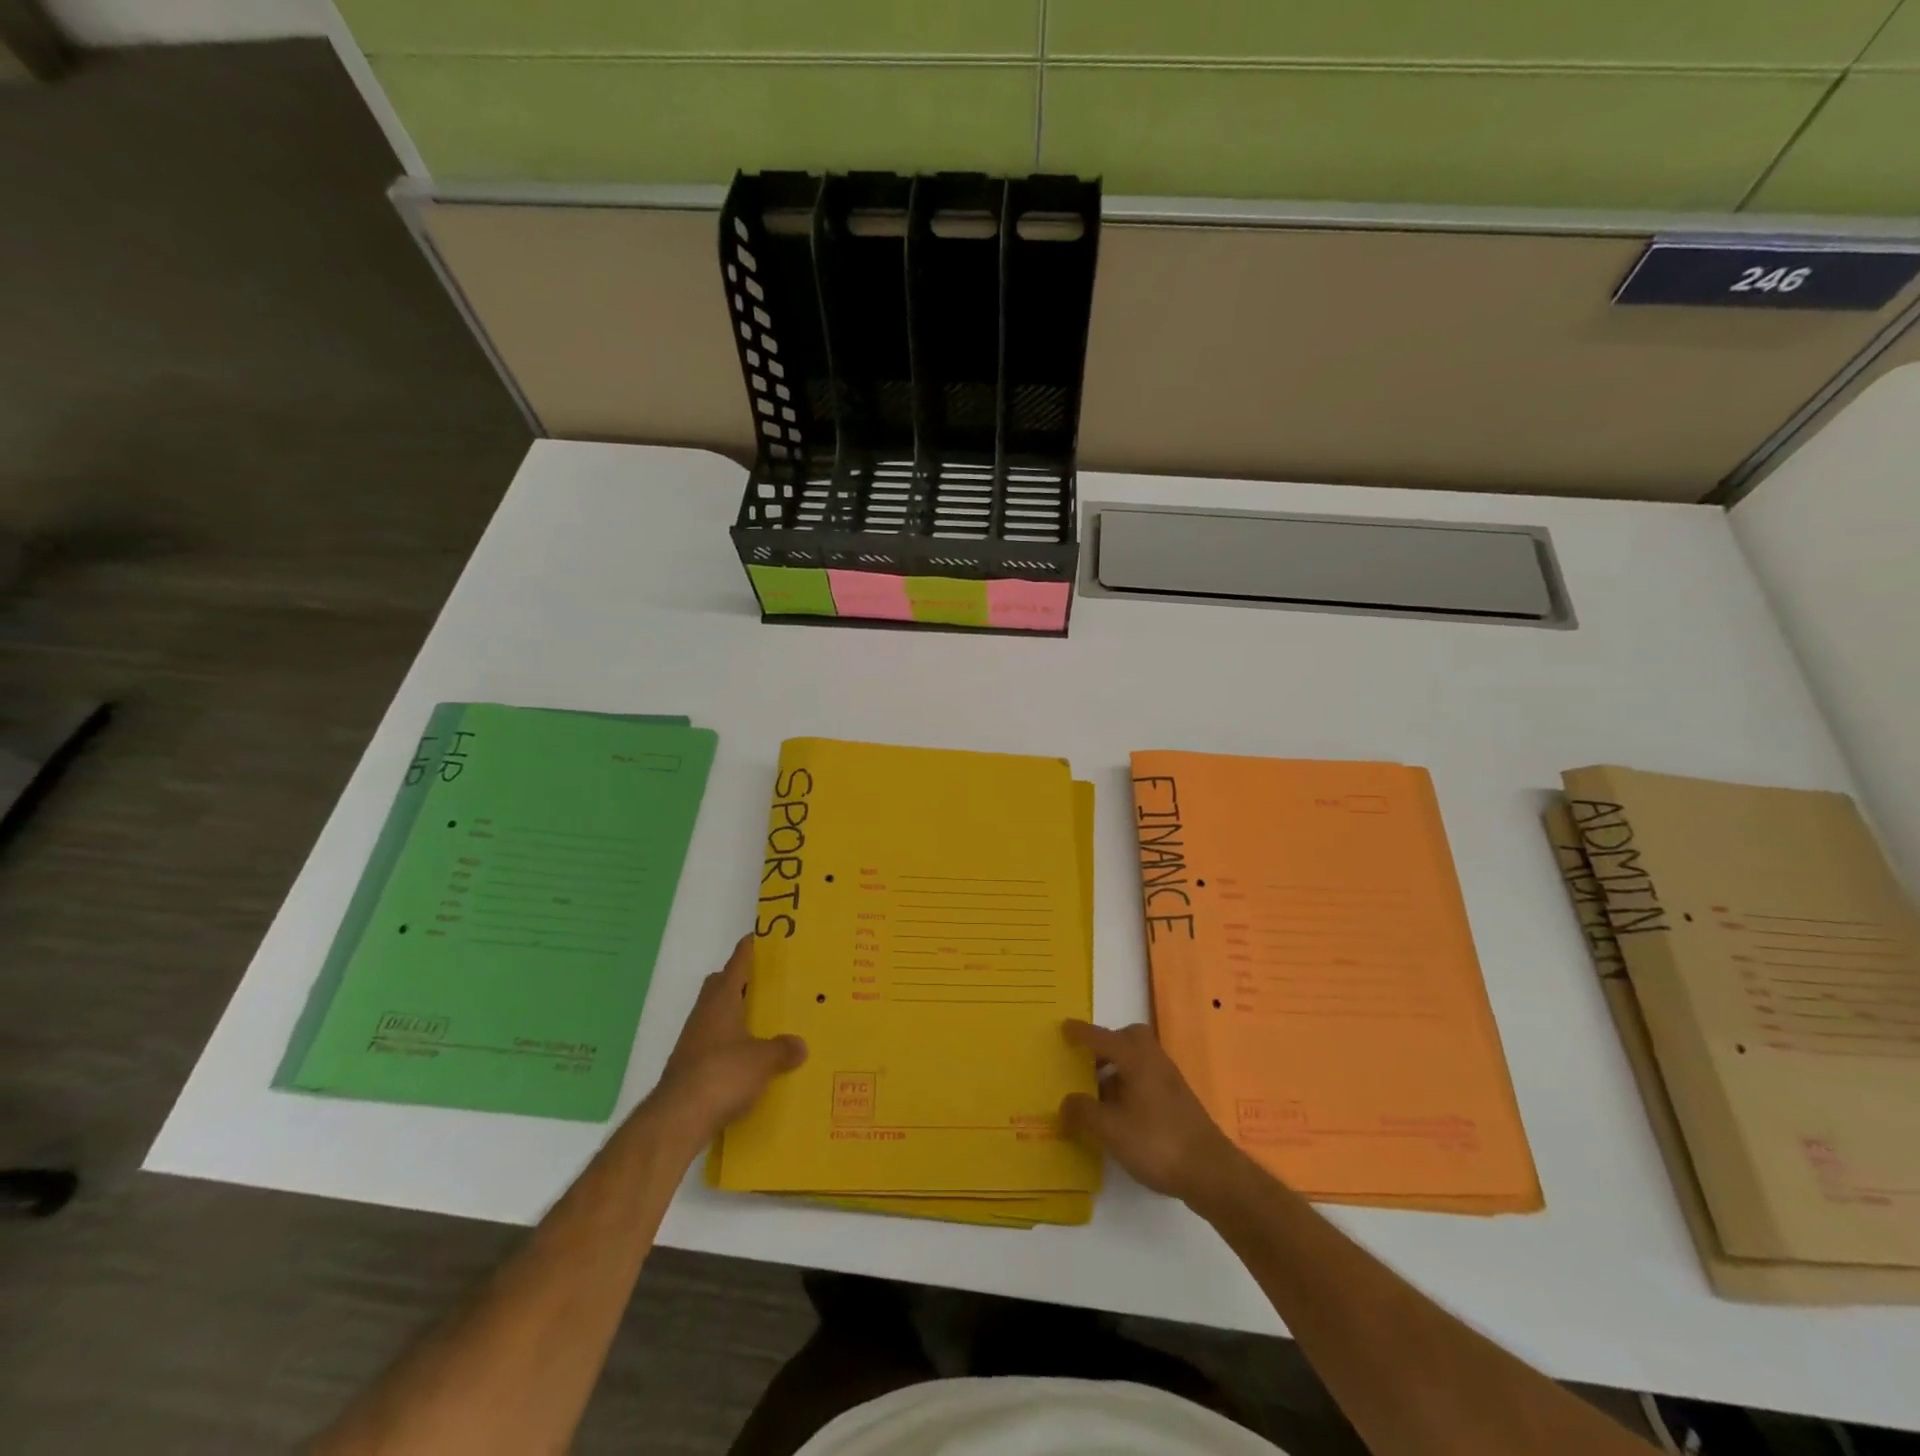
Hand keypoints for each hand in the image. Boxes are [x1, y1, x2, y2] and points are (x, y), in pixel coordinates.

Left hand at [647, 936, 806, 1145]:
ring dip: (736, 1015)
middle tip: (767, 983)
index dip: (749, 949)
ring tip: (765, 1022)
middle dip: (741, 981)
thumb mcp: (764, 1060)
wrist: (678, 1117)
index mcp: (723, 1000)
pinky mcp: (690, 1066)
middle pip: (721, 986)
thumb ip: (783, 1049)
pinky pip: (714, 1043)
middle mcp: (705, 1013)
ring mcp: (694, 1040)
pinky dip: (730, 1044)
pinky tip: (749, 1059)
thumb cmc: (723, 1074)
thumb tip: (799, 1045)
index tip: (761, 937)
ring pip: (716, 1015)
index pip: (737, 963)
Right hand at [1059, 1020, 1248, 1204]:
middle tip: (1087, 1062)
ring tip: (1098, 1092)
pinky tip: (1121, 1113)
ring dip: (1118, 1068)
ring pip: (1139, 1060)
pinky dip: (1130, 1085)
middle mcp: (1154, 1061)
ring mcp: (1169, 1081)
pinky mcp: (1178, 1101)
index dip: (1081, 1033)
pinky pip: (1147, 1078)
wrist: (1212, 1172)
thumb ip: (1084, 1112)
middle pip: (1128, 1039)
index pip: (1102, 1038)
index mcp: (1135, 1059)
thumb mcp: (1111, 1130)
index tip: (1064, 1028)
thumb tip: (1065, 1102)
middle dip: (1107, 1045)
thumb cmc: (1157, 1142)